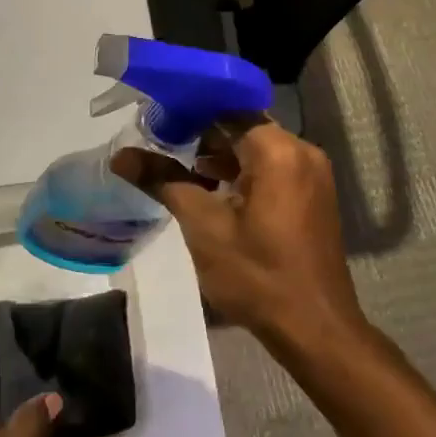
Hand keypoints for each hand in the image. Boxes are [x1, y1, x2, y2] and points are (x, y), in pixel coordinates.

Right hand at [122, 119, 366, 351]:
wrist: (314, 328)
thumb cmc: (257, 275)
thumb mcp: (203, 227)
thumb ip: (164, 182)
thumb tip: (121, 157)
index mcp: (278, 151)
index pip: (228, 109)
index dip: (190, 111)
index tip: (156, 120)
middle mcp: (302, 152)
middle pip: (244, 127)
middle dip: (203, 135)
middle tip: (160, 145)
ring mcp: (312, 175)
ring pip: (258, 150)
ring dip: (222, 157)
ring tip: (180, 171)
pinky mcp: (314, 196)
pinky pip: (274, 170)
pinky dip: (244, 174)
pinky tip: (214, 192)